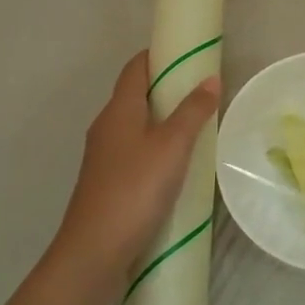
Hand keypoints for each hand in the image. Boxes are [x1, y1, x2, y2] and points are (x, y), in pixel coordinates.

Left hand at [52, 51, 220, 287]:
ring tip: (196, 126)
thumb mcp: (172, 146)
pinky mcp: (107, 180)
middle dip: (166, 88)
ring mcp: (104, 155)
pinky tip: (176, 163)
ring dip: (162, 119)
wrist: (94, 250)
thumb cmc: (135, 189)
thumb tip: (210, 78)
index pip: (135, 68)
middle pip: (135, 94)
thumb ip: (192, 111)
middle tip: (202, 91)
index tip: (188, 54)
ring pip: (135, 124)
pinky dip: (155, 146)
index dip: (159, 55)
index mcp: (118, 110)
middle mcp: (106, 126)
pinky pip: (134, 150)